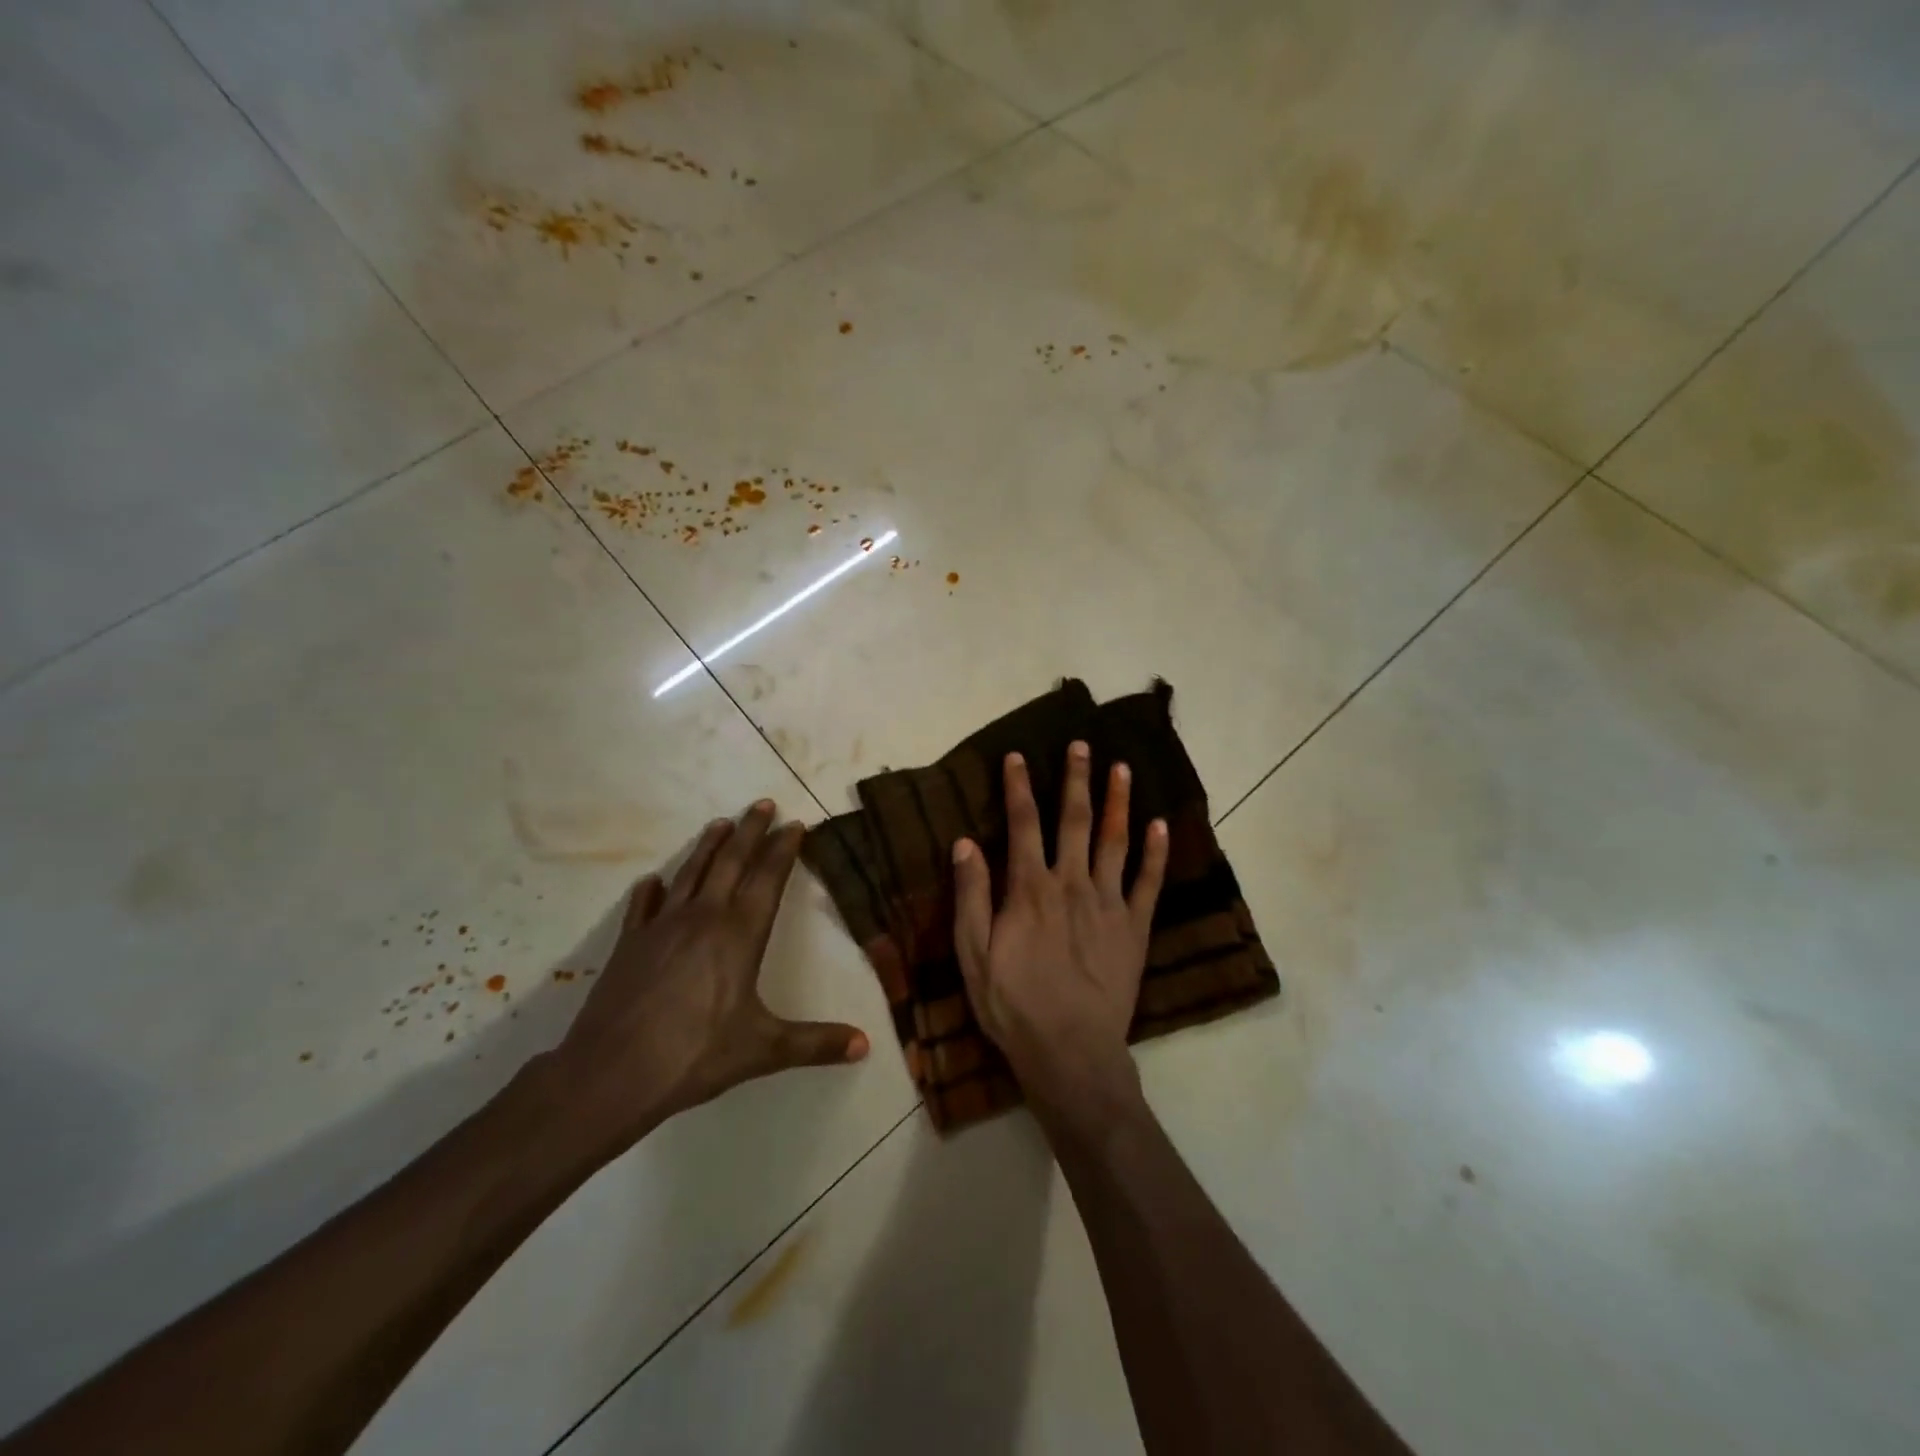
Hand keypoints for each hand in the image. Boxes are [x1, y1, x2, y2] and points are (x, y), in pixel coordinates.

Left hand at [535, 801, 868, 1162]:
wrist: (612, 1072)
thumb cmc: (695, 1055)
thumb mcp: (764, 1050)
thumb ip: (815, 1044)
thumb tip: (866, 1045)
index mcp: (739, 934)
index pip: (768, 878)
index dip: (783, 849)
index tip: (795, 824)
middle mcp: (703, 918)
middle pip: (731, 862)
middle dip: (750, 831)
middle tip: (763, 803)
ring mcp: (662, 927)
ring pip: (691, 874)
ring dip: (708, 846)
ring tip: (720, 823)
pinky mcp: (630, 944)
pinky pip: (643, 906)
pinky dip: (651, 890)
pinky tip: (652, 881)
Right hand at [952, 744, 1168, 1122]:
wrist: (1070, 1052)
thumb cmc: (1013, 1005)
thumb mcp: (973, 954)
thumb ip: (971, 895)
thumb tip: (966, 842)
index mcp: (1030, 889)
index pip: (1023, 824)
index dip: (1019, 787)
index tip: (1018, 755)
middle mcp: (1072, 884)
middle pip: (1074, 820)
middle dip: (1076, 780)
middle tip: (1081, 745)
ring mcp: (1109, 904)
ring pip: (1115, 841)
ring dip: (1118, 802)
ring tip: (1122, 768)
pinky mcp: (1135, 928)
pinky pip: (1148, 882)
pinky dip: (1156, 852)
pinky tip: (1160, 825)